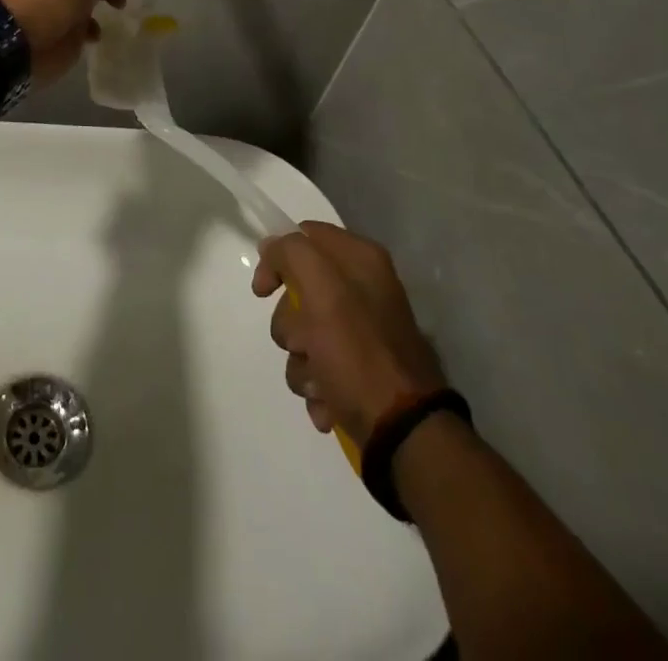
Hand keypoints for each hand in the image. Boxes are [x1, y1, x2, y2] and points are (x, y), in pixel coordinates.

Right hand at [252, 222, 447, 445]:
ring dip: (302, 363)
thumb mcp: (322, 291)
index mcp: (361, 259)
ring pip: (304, 334)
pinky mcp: (360, 369)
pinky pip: (319, 367)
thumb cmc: (358, 353)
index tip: (264, 291)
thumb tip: (270, 246)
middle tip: (304, 344)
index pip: (303, 236)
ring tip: (319, 384)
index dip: (277, 259)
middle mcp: (364, 289)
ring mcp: (362, 331)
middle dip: (290, 325)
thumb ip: (292, 254)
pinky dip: (317, 386)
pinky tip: (328, 401)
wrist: (403, 431)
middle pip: (298, 292)